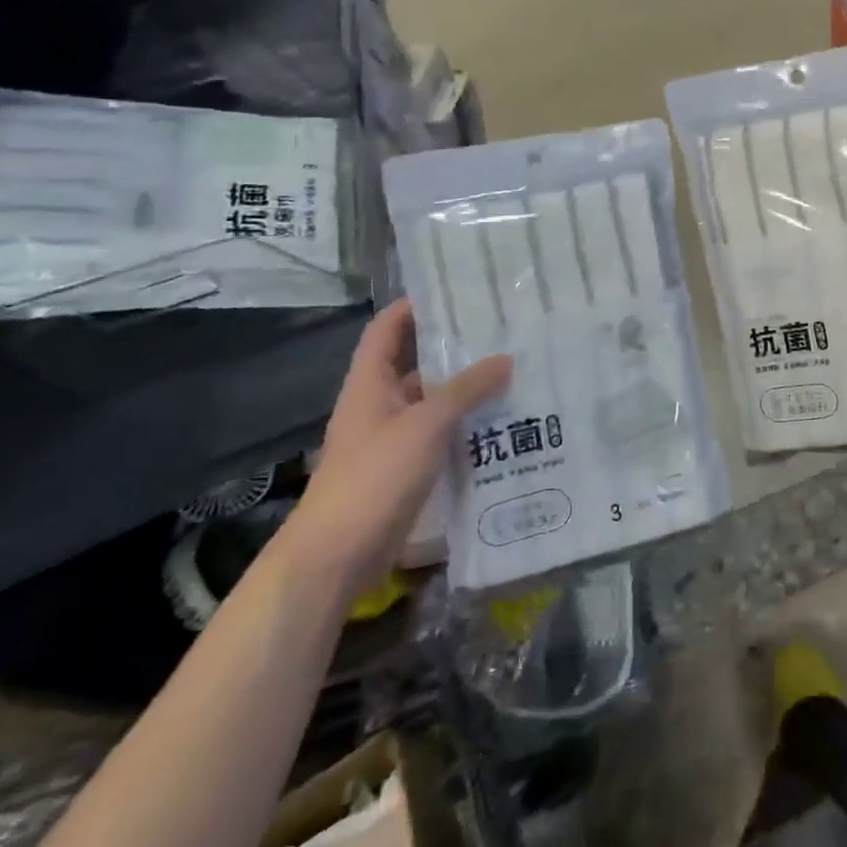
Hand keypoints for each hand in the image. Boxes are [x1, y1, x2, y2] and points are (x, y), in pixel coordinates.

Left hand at [284, 298, 510, 594]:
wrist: (336, 555)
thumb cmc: (374, 476)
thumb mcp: (426, 425)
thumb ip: (466, 390)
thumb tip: (506, 358)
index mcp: (369, 382)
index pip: (387, 327)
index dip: (414, 305)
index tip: (456, 291)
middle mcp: (378, 402)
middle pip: (414, 361)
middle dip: (452, 345)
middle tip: (499, 329)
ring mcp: (390, 436)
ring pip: (430, 398)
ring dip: (463, 386)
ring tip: (510, 368)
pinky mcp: (403, 466)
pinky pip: (437, 431)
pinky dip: (463, 422)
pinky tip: (499, 418)